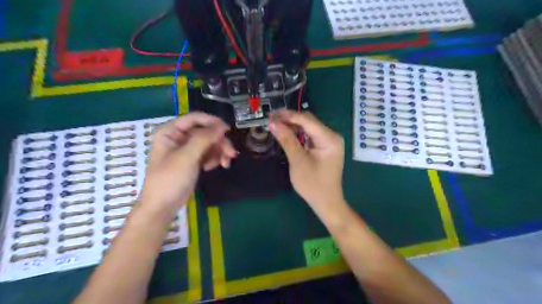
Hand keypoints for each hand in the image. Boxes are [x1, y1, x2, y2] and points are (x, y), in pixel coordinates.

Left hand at [139, 113, 234, 215]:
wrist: (163, 206)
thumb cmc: (170, 179)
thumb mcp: (187, 157)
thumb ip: (204, 138)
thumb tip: (222, 125)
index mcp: (171, 131)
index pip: (195, 118)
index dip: (213, 122)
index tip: (228, 131)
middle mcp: (179, 137)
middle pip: (206, 132)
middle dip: (219, 142)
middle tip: (231, 154)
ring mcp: (187, 148)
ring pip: (210, 142)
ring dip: (219, 152)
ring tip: (225, 164)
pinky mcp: (193, 159)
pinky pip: (208, 152)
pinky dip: (214, 158)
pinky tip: (213, 167)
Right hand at [269, 110, 344, 211]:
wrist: (326, 202)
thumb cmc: (313, 184)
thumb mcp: (298, 161)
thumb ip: (286, 140)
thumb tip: (273, 123)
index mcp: (329, 138)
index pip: (307, 120)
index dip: (288, 116)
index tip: (271, 114)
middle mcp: (331, 136)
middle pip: (308, 121)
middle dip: (290, 119)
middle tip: (271, 119)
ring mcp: (328, 141)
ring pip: (308, 127)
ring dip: (292, 125)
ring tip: (275, 124)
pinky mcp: (324, 147)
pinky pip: (309, 135)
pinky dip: (297, 134)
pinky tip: (285, 133)